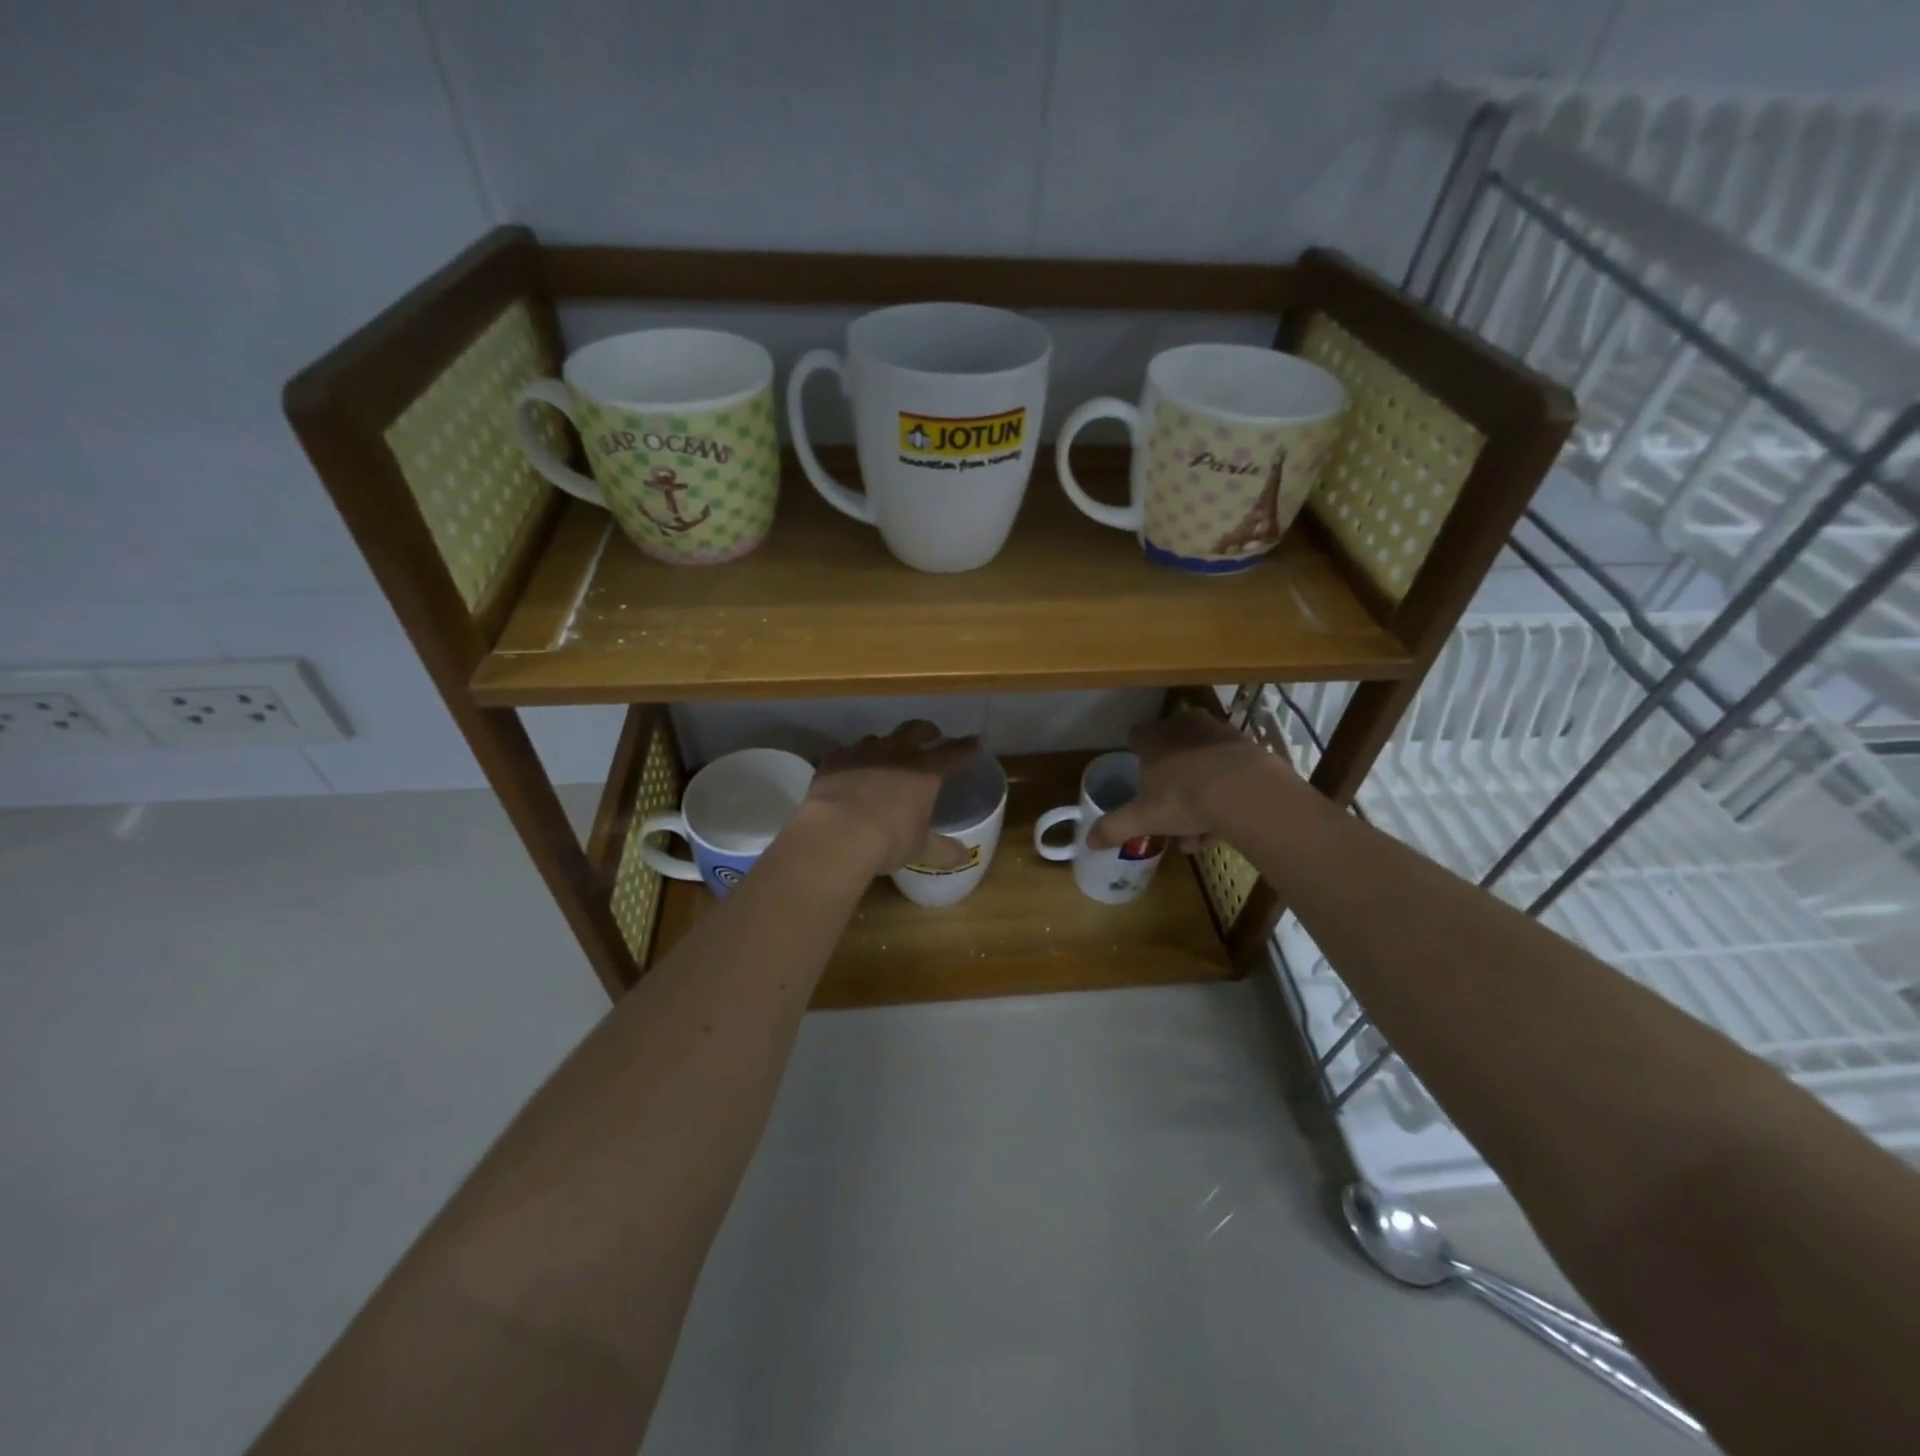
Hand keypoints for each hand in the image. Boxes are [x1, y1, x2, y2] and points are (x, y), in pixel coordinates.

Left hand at [797, 720, 981, 876]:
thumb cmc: (888, 841)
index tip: (974, 742)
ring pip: (878, 738)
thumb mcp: (919, 848)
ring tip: (886, 754)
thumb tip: (966, 856)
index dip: (965, 747)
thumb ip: (942, 850)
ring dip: (886, 744)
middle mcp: (895, 754)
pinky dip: (853, 758)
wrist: (836, 834)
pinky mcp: (833, 761)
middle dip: (926, 730)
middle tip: (931, 735)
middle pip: (915, 730)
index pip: (952, 752)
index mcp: (924, 771)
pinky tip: (850, 769)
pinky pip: (846, 752)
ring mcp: (862, 753)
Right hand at [1087, 709, 1291, 852]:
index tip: (1141, 779)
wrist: (1245, 790)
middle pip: (1171, 751)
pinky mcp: (1247, 746)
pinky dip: (1224, 793)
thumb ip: (1114, 827)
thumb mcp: (1143, 818)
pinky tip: (1224, 824)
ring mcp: (1217, 732)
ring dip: (1199, 793)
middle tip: (1171, 814)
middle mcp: (1183, 726)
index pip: (1136, 737)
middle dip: (1170, 782)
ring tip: (1199, 832)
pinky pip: (1228, 770)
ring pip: (1201, 764)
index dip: (1137, 756)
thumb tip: (1087, 841)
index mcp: (1152, 737)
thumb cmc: (1183, 797)